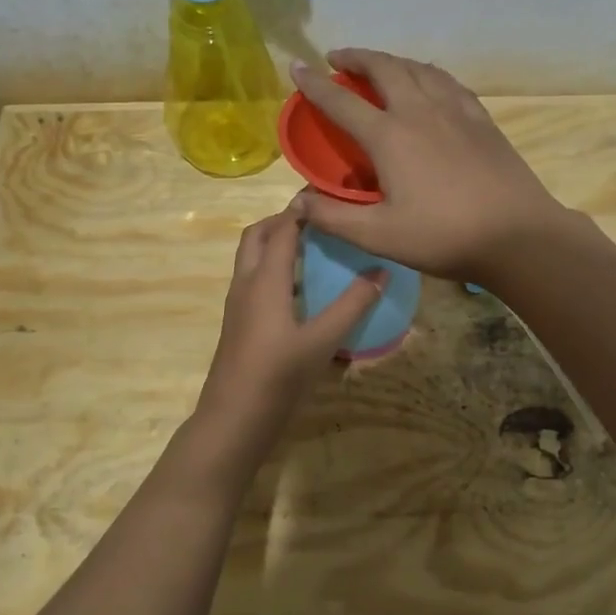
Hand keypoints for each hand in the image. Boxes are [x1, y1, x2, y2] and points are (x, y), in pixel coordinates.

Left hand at [196, 202, 385, 433]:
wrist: (234, 419)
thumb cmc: (278, 376)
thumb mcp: (323, 341)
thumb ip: (353, 305)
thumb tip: (381, 271)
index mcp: (264, 279)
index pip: (282, 228)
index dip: (302, 208)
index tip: (329, 195)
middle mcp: (246, 283)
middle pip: (257, 236)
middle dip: (283, 221)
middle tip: (319, 222)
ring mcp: (238, 304)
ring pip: (251, 259)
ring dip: (276, 245)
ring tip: (314, 249)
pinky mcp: (239, 323)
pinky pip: (254, 281)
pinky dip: (274, 270)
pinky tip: (302, 290)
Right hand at [287, 49, 567, 281]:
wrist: (517, 235)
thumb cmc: (444, 237)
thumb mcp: (380, 236)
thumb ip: (334, 218)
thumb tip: (298, 201)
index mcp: (390, 136)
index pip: (341, 102)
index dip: (314, 84)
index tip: (296, 67)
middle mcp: (420, 112)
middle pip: (384, 69)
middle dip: (357, 58)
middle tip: (338, 58)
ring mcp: (455, 111)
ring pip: (418, 68)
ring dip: (392, 60)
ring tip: (379, 64)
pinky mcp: (481, 119)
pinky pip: (448, 82)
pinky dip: (427, 73)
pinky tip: (429, 82)